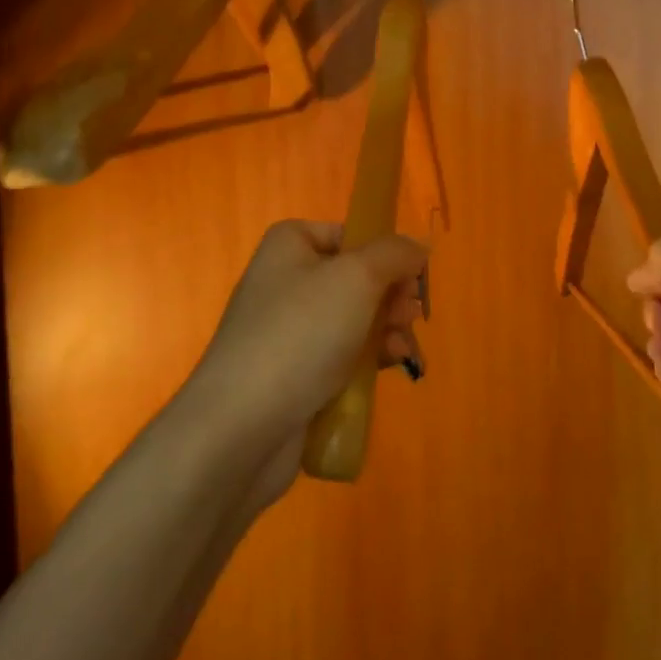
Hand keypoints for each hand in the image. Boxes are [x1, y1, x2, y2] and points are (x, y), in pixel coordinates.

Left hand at [188, 221, 426, 506]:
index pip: (349, 234)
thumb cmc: (301, 334)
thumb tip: (418, 246)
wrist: (242, 426)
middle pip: (357, 277)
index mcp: (289, 245)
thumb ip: (395, 253)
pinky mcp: (294, 371)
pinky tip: (390, 366)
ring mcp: (288, 329)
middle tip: (410, 315)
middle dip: (392, 296)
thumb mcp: (357, 277)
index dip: (385, 252)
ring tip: (402, 347)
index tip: (411, 277)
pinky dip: (370, 357)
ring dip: (387, 328)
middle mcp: (285, 280)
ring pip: (355, 318)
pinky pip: (343, 354)